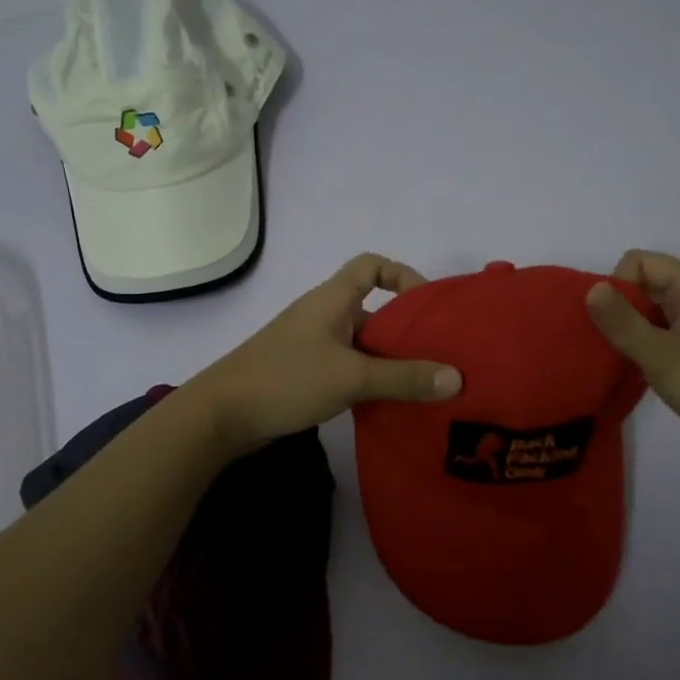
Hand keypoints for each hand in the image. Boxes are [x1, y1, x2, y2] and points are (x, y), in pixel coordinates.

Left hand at [189, 254, 462, 453]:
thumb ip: (404, 378)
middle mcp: (323, 315)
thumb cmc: (287, 379)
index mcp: (332, 299)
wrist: (222, 414)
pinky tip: (388, 405)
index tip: (427, 307)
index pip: (371, 265)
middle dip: (405, 330)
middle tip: (440, 356)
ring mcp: (312, 346)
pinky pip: (347, 367)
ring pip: (361, 344)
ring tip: (423, 386)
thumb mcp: (351, 376)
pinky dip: (368, 380)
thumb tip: (457, 378)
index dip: (402, 275)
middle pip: (373, 309)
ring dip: (388, 360)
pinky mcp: (304, 373)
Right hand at [584, 250, 679, 462]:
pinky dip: (644, 340)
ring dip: (630, 326)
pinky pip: (662, 327)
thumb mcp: (658, 354)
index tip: (613, 323)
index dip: (618, 286)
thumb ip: (621, 321)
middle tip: (609, 342)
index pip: (639, 261)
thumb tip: (591, 288)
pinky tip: (637, 365)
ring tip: (620, 356)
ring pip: (651, 307)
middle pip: (644, 281)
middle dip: (620, 306)